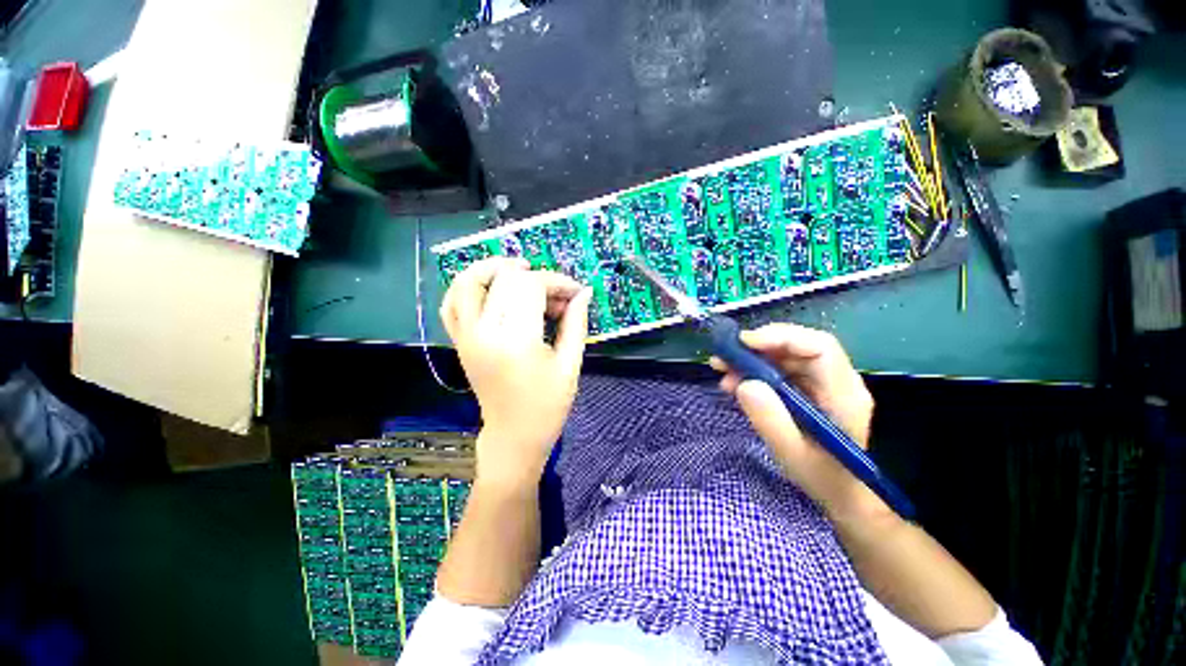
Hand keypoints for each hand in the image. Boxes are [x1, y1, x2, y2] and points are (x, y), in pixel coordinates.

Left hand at [440, 257, 592, 489]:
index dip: (557, 282)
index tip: (575, 293)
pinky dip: (468, 286)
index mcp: (516, 341)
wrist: (513, 435)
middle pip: (505, 279)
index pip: (531, 287)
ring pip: (467, 282)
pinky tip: (491, 286)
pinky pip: (452, 303)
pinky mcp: (460, 342)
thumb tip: (584, 292)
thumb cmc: (548, 405)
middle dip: (537, 277)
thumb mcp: (570, 364)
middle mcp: (485, 333)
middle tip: (557, 296)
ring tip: (520, 271)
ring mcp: (466, 337)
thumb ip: (576, 323)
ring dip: (494, 268)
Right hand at [710, 323, 888, 521]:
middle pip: (798, 346)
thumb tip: (745, 383)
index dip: (781, 338)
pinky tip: (733, 382)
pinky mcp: (807, 387)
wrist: (840, 494)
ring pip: (784, 355)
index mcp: (843, 394)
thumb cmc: (821, 478)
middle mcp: (836, 381)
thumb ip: (770, 420)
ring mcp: (822, 383)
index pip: (819, 347)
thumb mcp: (791, 454)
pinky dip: (753, 371)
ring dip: (750, 358)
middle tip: (724, 356)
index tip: (743, 344)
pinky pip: (778, 368)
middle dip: (757, 347)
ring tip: (721, 369)